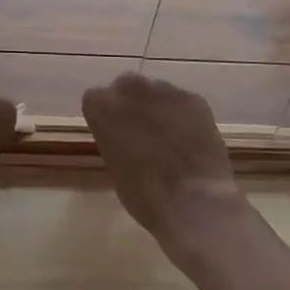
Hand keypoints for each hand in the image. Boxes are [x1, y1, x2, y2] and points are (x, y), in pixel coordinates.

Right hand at [82, 73, 246, 258]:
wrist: (192, 203)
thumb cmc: (142, 195)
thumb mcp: (113, 165)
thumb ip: (112, 137)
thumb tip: (123, 133)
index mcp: (100, 106)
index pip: (96, 99)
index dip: (106, 117)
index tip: (114, 134)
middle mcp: (130, 88)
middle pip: (127, 85)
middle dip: (132, 102)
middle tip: (141, 130)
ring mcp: (165, 90)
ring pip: (157, 90)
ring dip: (158, 106)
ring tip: (170, 136)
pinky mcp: (194, 99)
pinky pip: (183, 102)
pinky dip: (184, 116)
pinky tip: (190, 139)